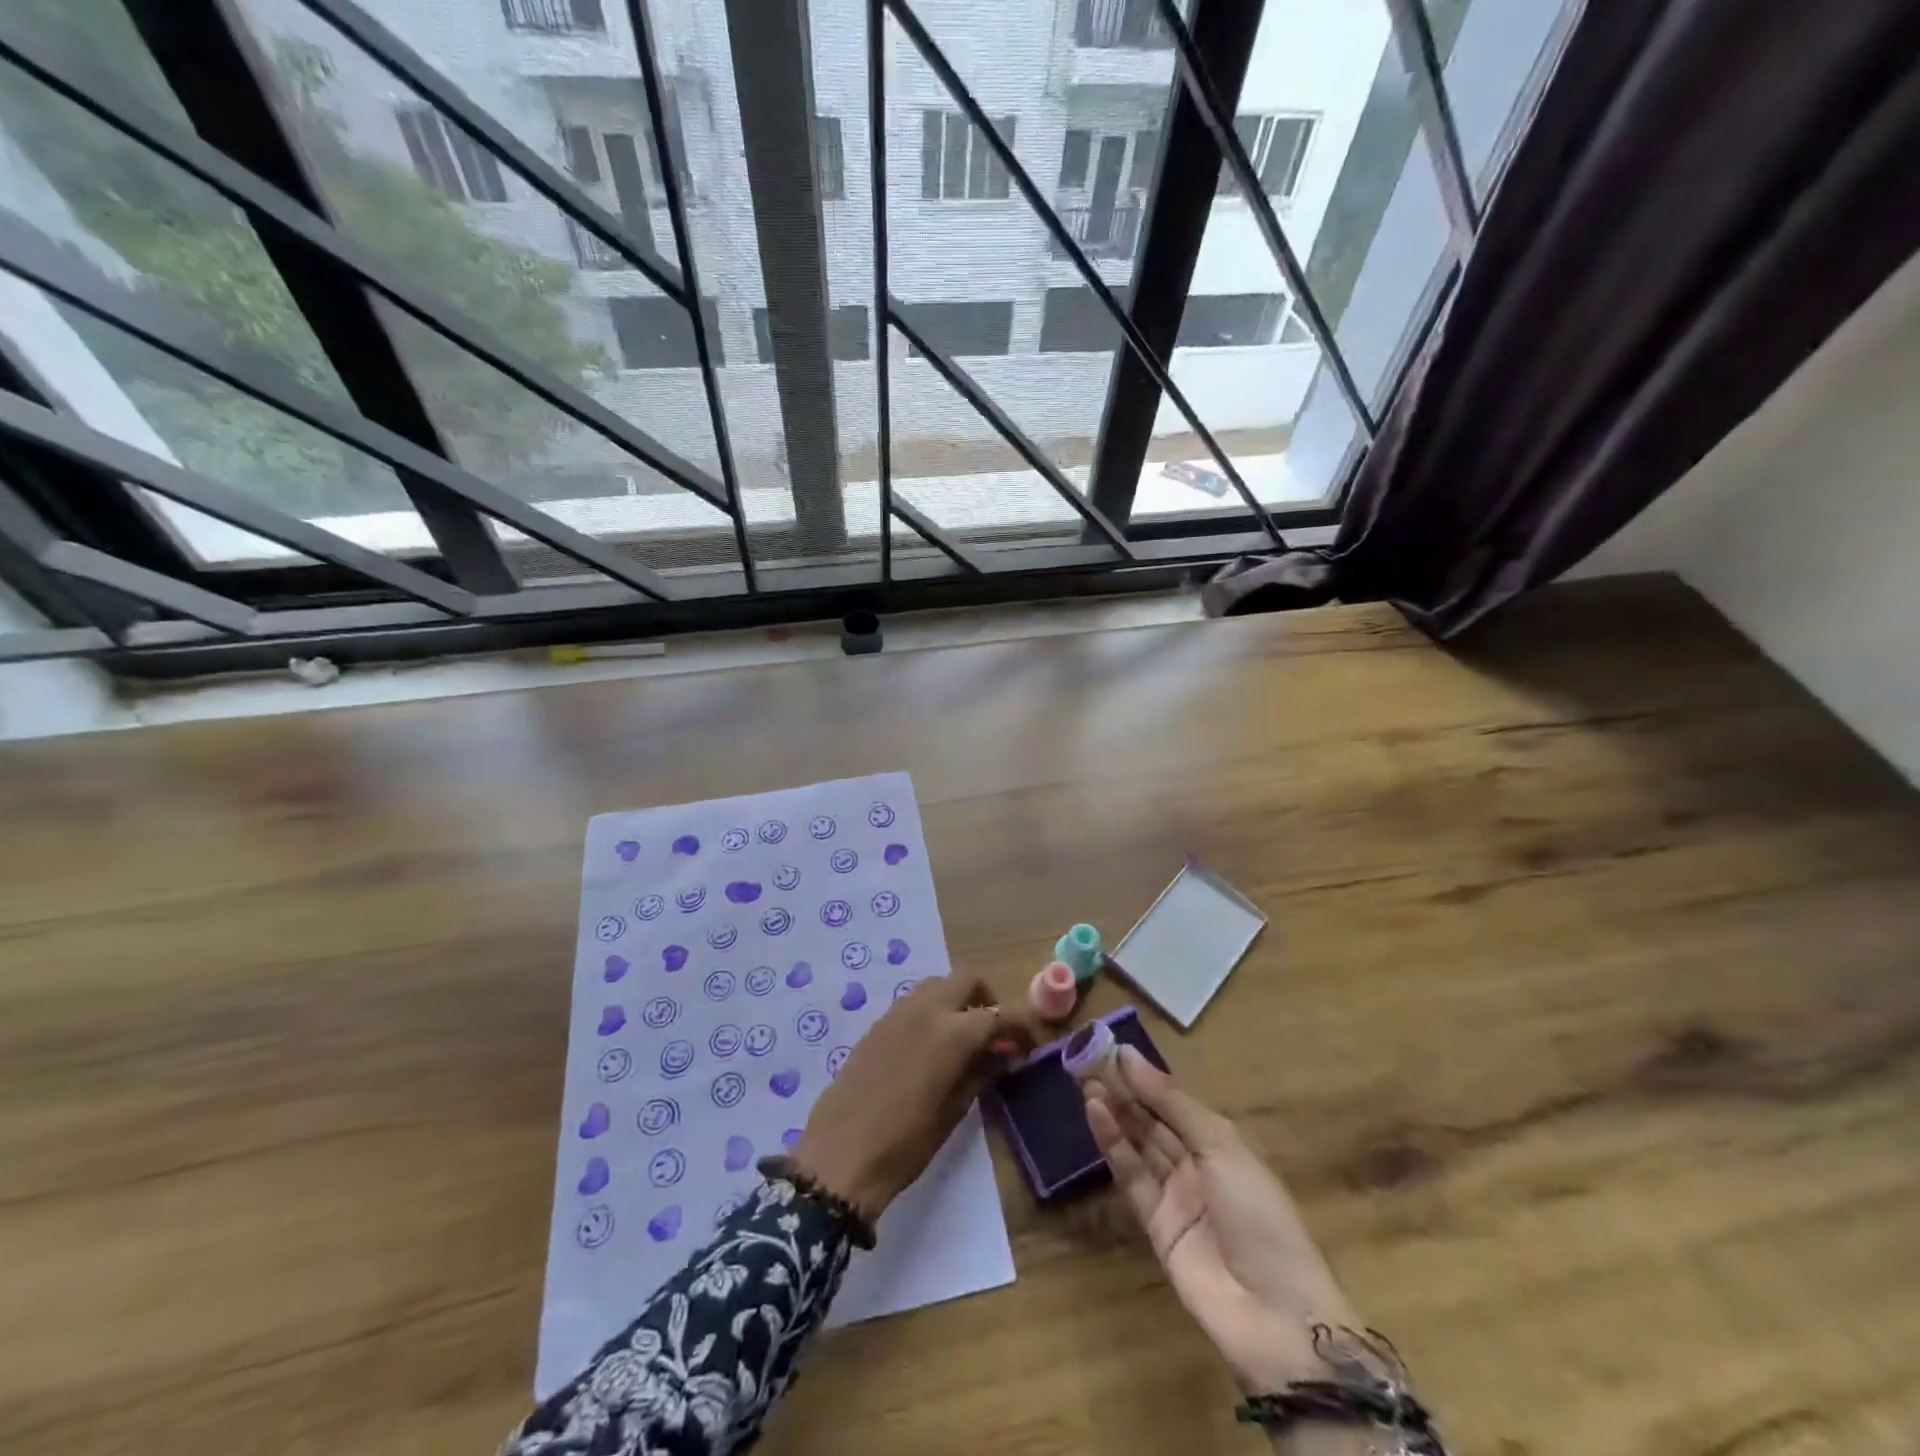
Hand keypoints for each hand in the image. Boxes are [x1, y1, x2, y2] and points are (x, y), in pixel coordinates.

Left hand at [793, 976, 1031, 1222]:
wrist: (839, 1155)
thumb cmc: (905, 1143)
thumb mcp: (953, 1112)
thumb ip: (981, 1073)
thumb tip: (1003, 1054)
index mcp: (952, 1032)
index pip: (998, 1014)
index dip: (1018, 1027)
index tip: (1026, 1045)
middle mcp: (926, 1009)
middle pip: (966, 979)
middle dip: (986, 998)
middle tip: (993, 1033)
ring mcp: (897, 1012)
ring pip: (937, 984)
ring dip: (956, 1000)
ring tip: (962, 1038)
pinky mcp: (877, 1024)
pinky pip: (913, 1001)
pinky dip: (931, 1011)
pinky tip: (930, 1046)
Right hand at [1084, 1046, 1356, 1393]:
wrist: (1273, 1313)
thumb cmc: (1259, 1213)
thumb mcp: (1221, 1145)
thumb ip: (1171, 1102)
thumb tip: (1129, 1056)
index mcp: (1223, 1144)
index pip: (1177, 1102)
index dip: (1147, 1078)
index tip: (1113, 1049)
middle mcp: (1198, 1165)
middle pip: (1154, 1122)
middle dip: (1124, 1092)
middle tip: (1089, 1061)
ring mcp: (1176, 1197)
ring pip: (1139, 1145)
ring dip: (1114, 1114)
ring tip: (1085, 1082)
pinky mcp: (1154, 1225)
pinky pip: (1131, 1177)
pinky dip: (1113, 1145)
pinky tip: (1096, 1114)